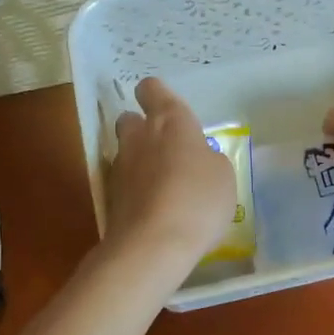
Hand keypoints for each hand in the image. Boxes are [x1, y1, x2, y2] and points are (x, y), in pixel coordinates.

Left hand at [104, 78, 235, 268]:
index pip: (152, 89)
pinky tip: (157, 208)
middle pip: (130, 118)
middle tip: (168, 148)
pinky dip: (137, 190)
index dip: (157, 94)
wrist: (153, 245)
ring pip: (127, 152)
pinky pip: (126, 183)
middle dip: (144, 128)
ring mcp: (120, 167)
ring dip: (141, 160)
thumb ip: (208, 158)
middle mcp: (139, 136)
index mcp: (169, 120)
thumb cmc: (197, 199)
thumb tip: (197, 159)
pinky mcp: (110, 197)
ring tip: (166, 184)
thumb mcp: (223, 175)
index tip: (167, 107)